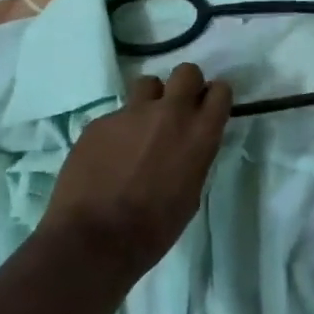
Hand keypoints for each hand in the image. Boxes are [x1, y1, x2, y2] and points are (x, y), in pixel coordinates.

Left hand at [37, 64, 232, 283]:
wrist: (93, 241)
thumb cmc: (153, 229)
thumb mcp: (191, 193)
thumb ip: (194, 157)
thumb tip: (188, 145)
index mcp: (199, 134)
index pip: (220, 90)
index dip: (213, 98)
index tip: (206, 110)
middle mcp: (170, 113)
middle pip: (186, 71)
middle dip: (184, 86)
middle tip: (175, 111)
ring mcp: (131, 113)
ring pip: (148, 84)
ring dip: (149, 102)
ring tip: (138, 129)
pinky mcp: (100, 122)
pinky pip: (115, 116)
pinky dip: (116, 131)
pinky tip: (107, 158)